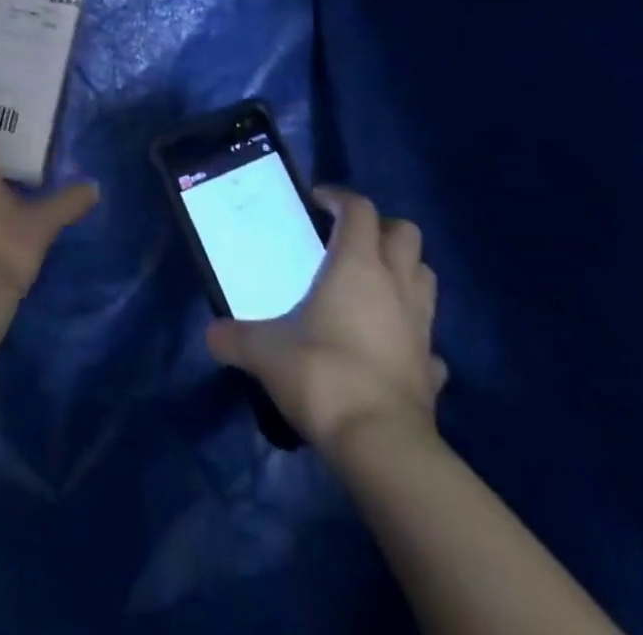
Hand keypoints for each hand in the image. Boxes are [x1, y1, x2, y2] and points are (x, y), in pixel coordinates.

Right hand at [206, 187, 445, 456]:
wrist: (380, 444)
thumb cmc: (321, 374)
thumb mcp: (264, 351)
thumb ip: (235, 337)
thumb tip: (211, 335)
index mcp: (357, 265)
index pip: (359, 209)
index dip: (339, 198)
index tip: (316, 201)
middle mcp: (396, 284)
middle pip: (406, 233)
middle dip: (381, 228)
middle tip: (349, 240)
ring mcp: (420, 325)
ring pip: (425, 277)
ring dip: (403, 271)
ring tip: (371, 284)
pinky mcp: (432, 366)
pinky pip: (427, 337)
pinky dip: (411, 332)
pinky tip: (388, 345)